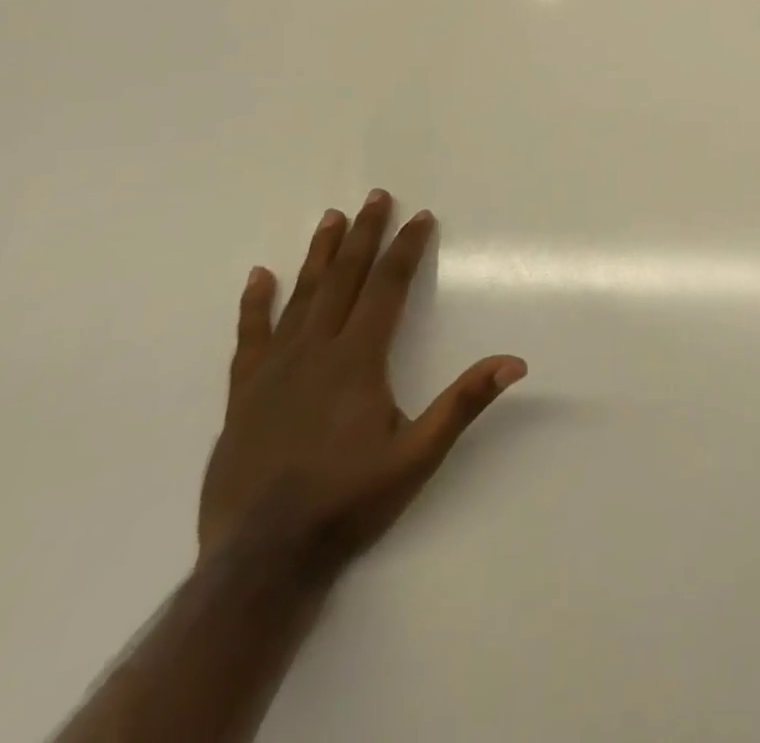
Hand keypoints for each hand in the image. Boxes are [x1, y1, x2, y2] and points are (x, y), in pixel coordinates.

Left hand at [198, 189, 525, 577]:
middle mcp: (315, 353)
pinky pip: (250, 337)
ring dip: (319, 256)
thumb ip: (463, 403)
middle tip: (375, 196)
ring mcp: (273, 372)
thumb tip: (515, 362)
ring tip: (331, 218)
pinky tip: (258, 278)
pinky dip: (255, 305)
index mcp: (358, 361)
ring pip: (299, 298)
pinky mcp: (244, 396)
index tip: (421, 216)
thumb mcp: (418, 456)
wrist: (260, 562)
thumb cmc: (348, 503)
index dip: (406, 249)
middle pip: (343, 280)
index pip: (388, 288)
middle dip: (364, 235)